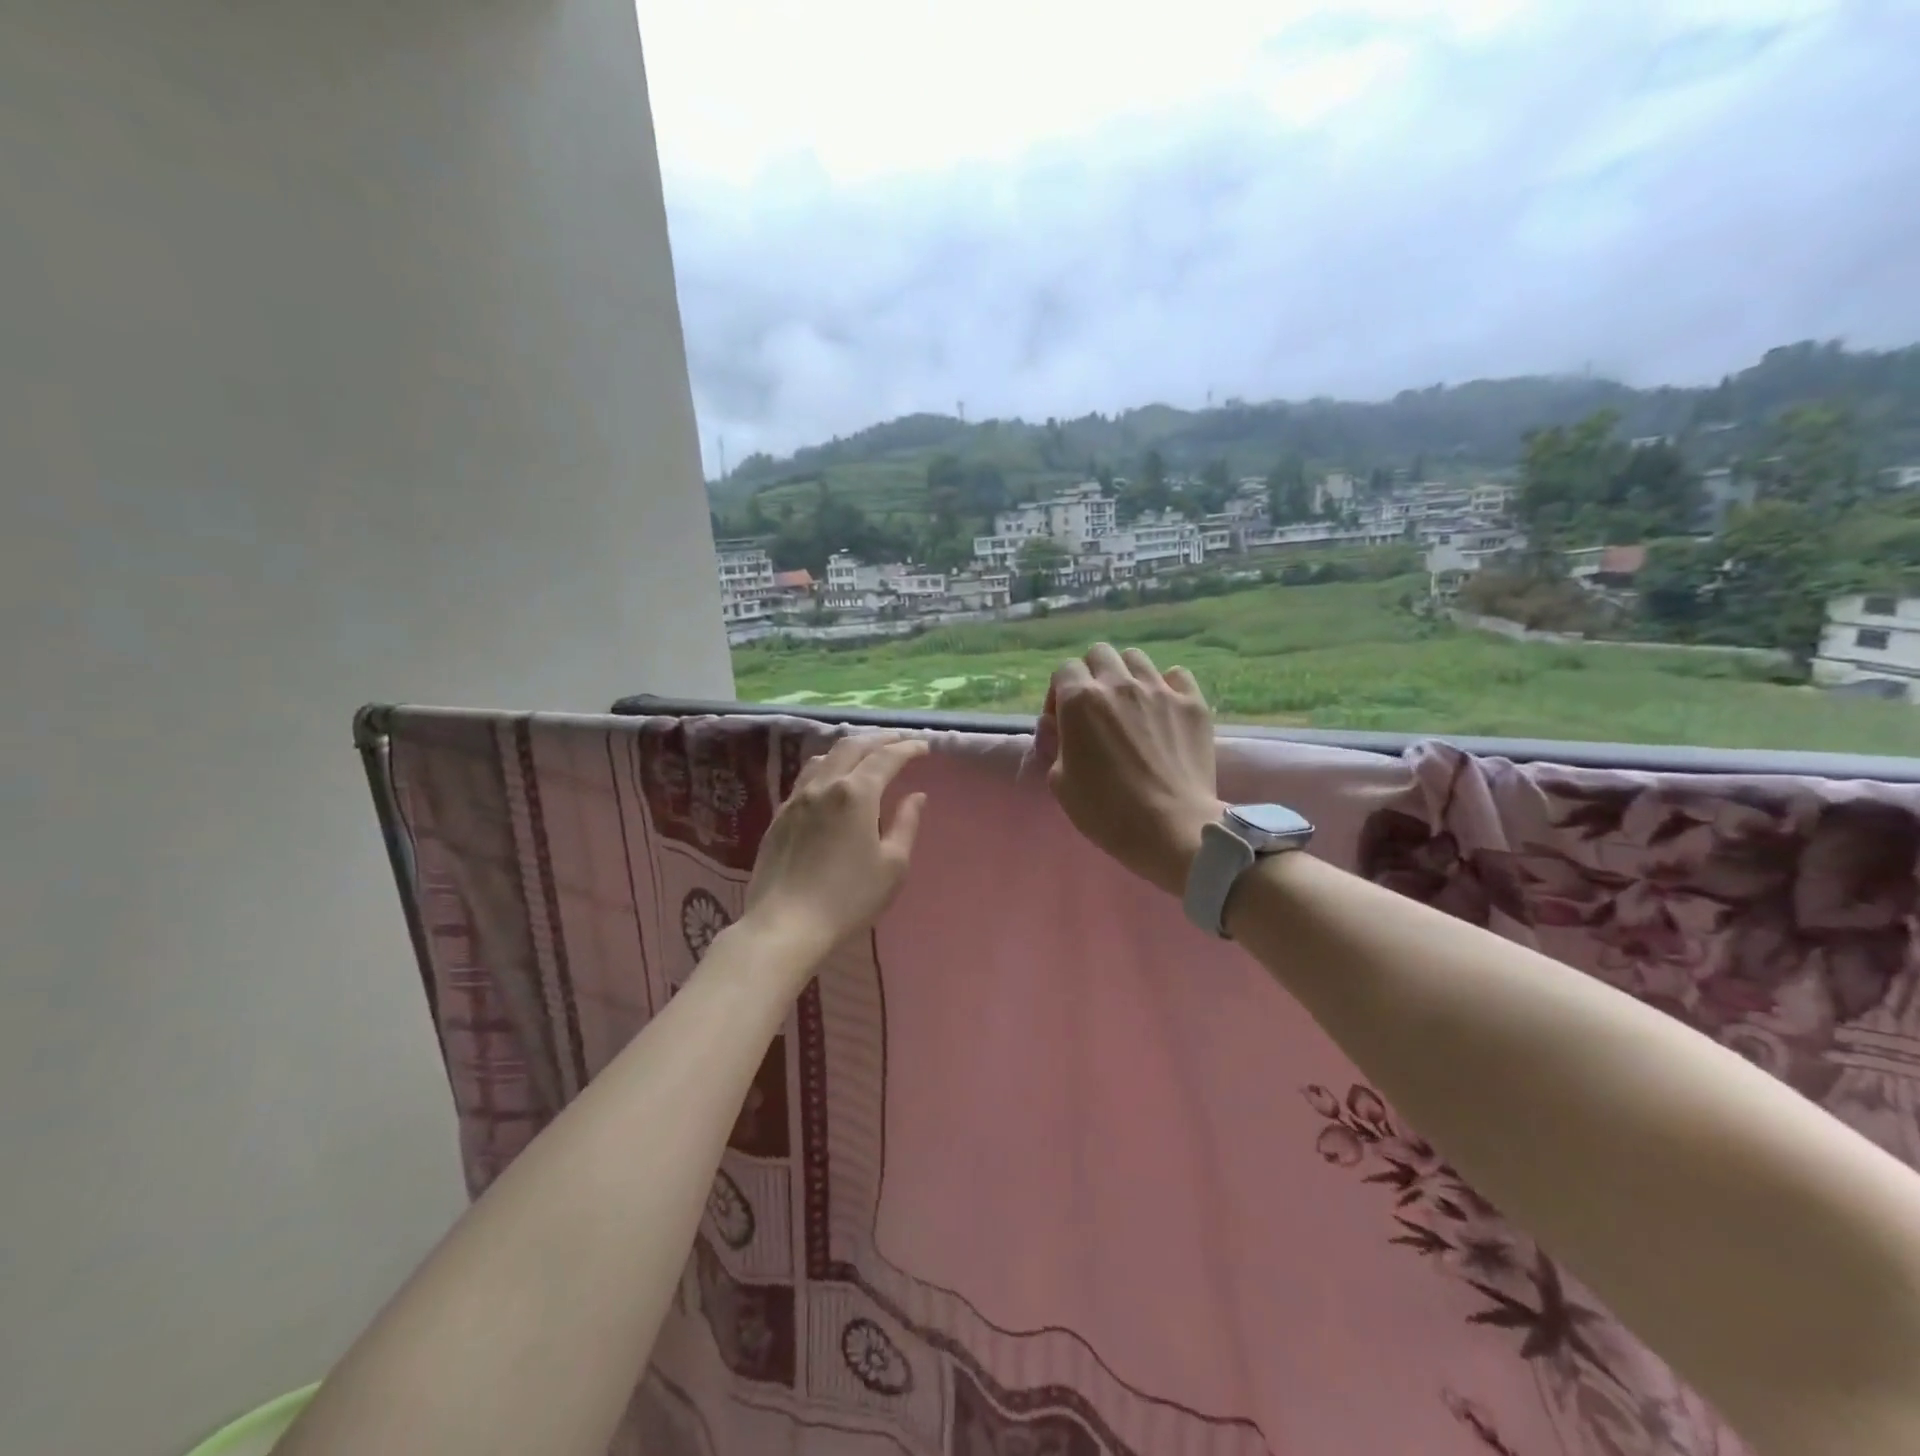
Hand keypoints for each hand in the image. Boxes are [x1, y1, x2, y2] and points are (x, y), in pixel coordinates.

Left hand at [742, 732, 928, 968]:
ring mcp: (797, 798)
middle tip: (898, 741)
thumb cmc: (849, 898)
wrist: (786, 924)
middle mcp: (824, 785)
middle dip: (878, 739)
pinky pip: (805, 777)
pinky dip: (826, 767)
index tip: (923, 746)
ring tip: (864, 754)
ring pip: (824, 757)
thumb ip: (905, 823)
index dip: (907, 748)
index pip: (886, 758)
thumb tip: (916, 795)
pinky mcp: (779, 815)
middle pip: (852, 746)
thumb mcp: (892, 865)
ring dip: (849, 748)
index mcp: (856, 793)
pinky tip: (830, 780)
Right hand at [1033, 644, 1222, 895]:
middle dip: (1092, 674)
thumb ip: (1054, 745)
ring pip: (1136, 659)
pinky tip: (1165, 710)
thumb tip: (1055, 725)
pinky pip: (1176, 675)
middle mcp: (1118, 684)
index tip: (1064, 722)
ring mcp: (1159, 690)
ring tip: (1131, 705)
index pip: (1064, 670)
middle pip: (1099, 654)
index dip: (1059, 693)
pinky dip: (1167, 686)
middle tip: (1096, 708)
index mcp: (1080, 700)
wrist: (1171, 827)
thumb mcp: (1060, 783)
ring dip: (1127, 676)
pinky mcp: (1192, 703)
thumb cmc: (1106, 811)